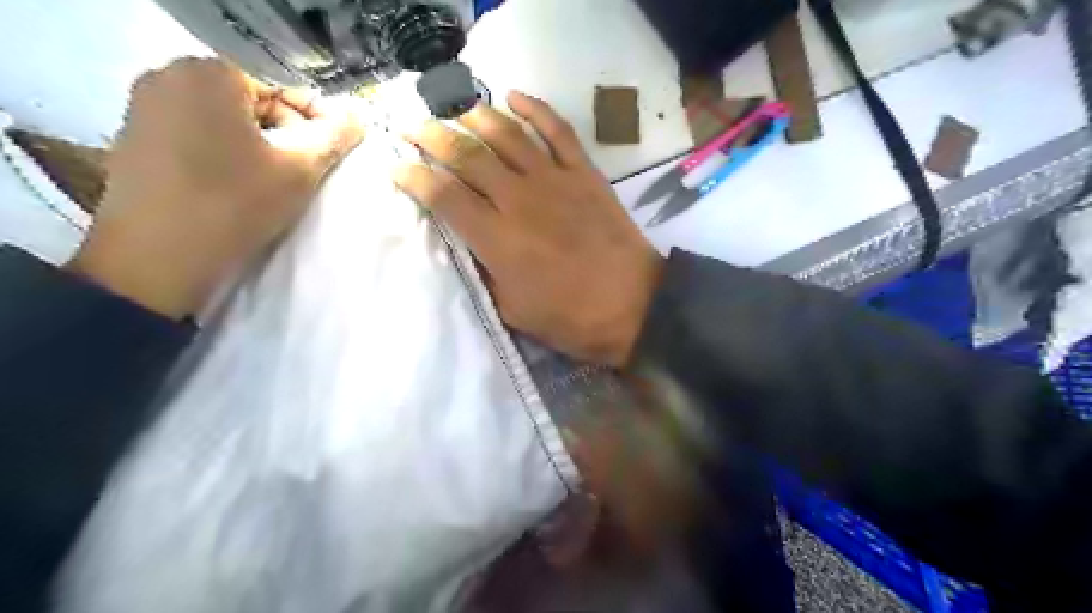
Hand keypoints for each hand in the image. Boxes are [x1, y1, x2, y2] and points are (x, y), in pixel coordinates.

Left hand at [69, 58, 365, 319]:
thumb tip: (358, 118)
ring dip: (256, 144)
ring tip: (273, 181)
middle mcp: (168, 76)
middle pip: (250, 101)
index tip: (329, 155)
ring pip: (223, 118)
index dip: (313, 123)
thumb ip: (335, 137)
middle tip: (302, 170)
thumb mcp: (300, 171)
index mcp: (209, 74)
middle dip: (283, 133)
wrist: (158, 258)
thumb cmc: (236, 204)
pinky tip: (235, 184)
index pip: (281, 89)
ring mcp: (143, 106)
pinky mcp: (131, 136)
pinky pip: (194, 133)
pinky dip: (223, 151)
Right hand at [395, 94, 659, 365]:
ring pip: (506, 134)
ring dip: (475, 115)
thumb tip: (472, 244)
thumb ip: (486, 273)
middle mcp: (518, 199)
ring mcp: (553, 180)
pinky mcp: (583, 173)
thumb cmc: (570, 318)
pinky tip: (515, 96)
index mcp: (496, 238)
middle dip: (432, 137)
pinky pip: (557, 130)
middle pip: (467, 155)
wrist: (632, 305)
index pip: (444, 196)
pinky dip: (535, 108)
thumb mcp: (513, 310)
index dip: (415, 178)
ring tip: (454, 107)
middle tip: (413, 126)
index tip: (398, 168)